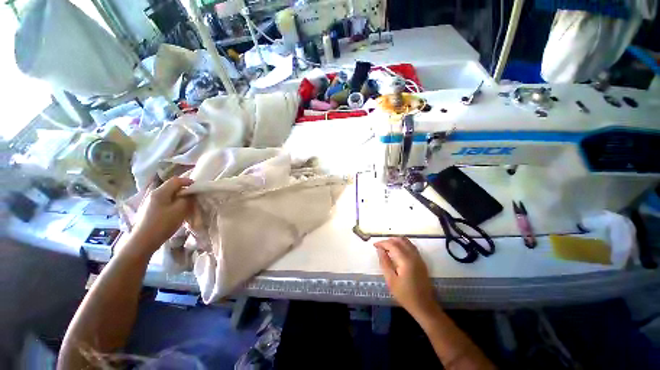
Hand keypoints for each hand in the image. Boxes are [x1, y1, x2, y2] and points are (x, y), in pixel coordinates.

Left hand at [131, 177, 194, 253]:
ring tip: (187, 206)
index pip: (176, 180)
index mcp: (160, 192)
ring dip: (179, 198)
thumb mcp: (180, 210)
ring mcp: (150, 202)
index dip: (188, 182)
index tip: (198, 188)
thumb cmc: (163, 224)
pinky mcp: (150, 209)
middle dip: (184, 191)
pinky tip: (176, 212)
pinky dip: (173, 204)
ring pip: (169, 195)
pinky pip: (165, 202)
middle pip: (172, 187)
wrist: (143, 241)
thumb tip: (190, 194)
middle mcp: (154, 194)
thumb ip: (187, 199)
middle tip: (194, 198)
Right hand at [374, 237, 439, 318]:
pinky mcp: (421, 261)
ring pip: (406, 241)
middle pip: (400, 240)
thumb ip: (384, 263)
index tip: (374, 245)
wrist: (424, 306)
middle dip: (388, 241)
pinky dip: (402, 244)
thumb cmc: (405, 295)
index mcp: (405, 260)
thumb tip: (379, 250)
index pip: (392, 245)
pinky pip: (411, 246)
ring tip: (387, 247)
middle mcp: (413, 255)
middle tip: (379, 246)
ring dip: (395, 241)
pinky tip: (397, 251)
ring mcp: (419, 258)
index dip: (382, 243)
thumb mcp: (391, 280)